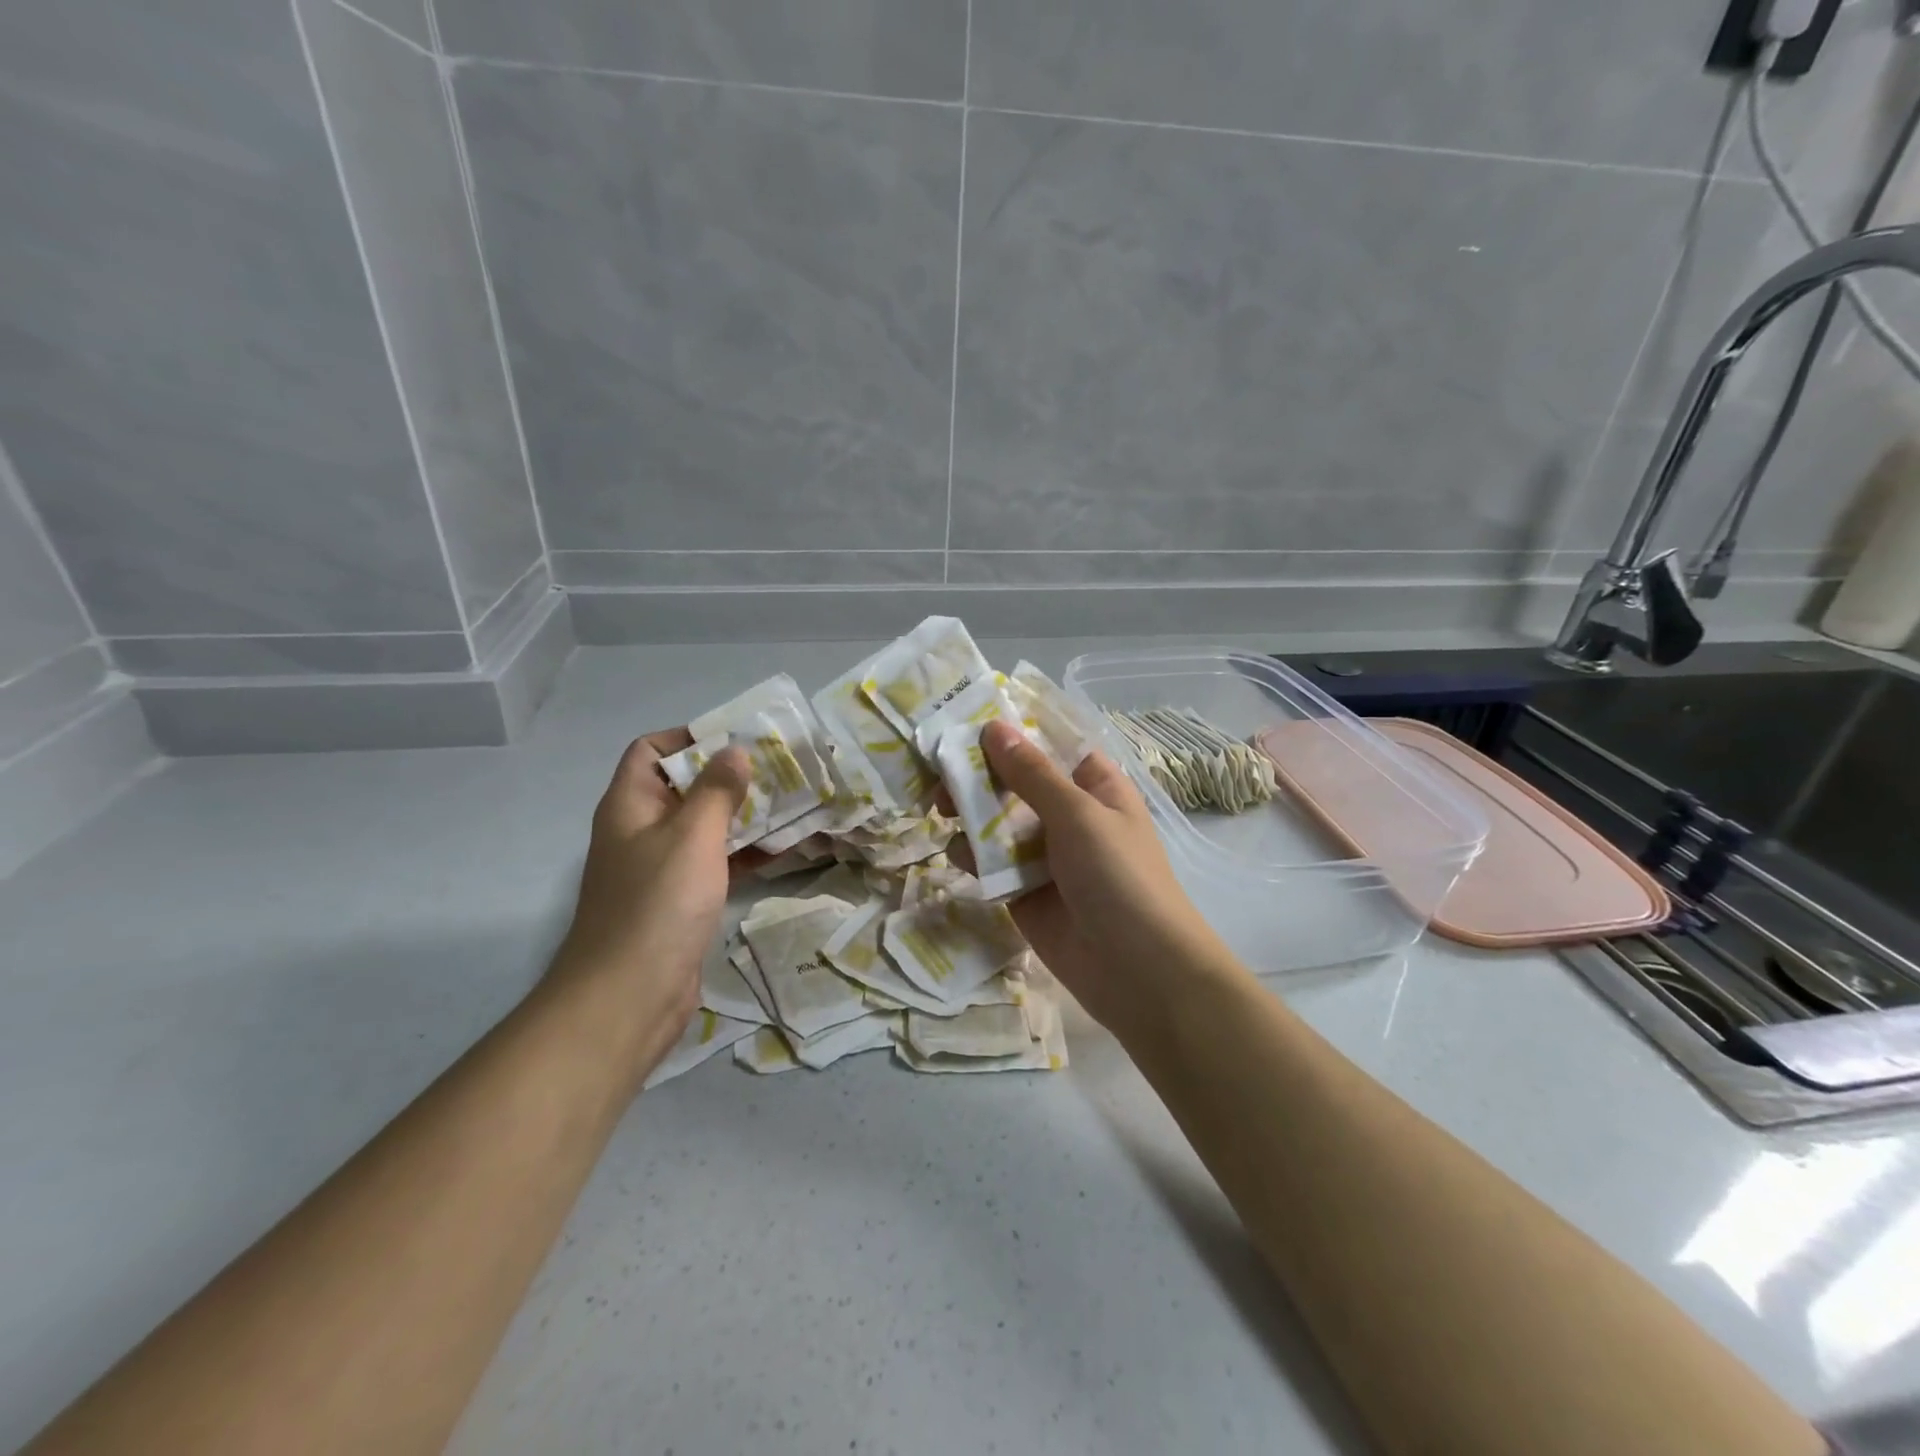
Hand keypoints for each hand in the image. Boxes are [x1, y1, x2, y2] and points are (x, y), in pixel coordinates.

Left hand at [544, 730, 750, 1087]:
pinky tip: (780, 852)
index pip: (651, 751)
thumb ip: (717, 790)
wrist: (629, 996)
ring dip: (741, 816)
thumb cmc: (658, 903)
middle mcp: (640, 830)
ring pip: (703, 827)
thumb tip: (735, 751)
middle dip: (729, 777)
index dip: (689, 738)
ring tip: (790, 805)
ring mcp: (659, 868)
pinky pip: (712, 863)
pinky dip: (741, 854)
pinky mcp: (678, 901)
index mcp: (630, 805)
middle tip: (780, 771)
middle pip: (684, 788)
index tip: (738, 740)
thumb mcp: (693, 836)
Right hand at [972, 720, 1240, 1034]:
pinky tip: (959, 854)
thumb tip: (993, 728)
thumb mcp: (1078, 814)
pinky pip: (990, 862)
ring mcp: (1043, 853)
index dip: (1008, 732)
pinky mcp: (1021, 890)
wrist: (1137, 970)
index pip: (1046, 744)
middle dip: (977, 775)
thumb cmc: (1119, 876)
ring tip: (941, 811)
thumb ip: (1030, 774)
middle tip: (940, 776)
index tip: (962, 720)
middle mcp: (1066, 813)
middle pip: (1013, 782)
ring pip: (995, 821)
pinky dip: (972, 855)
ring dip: (968, 813)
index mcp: (1092, 785)